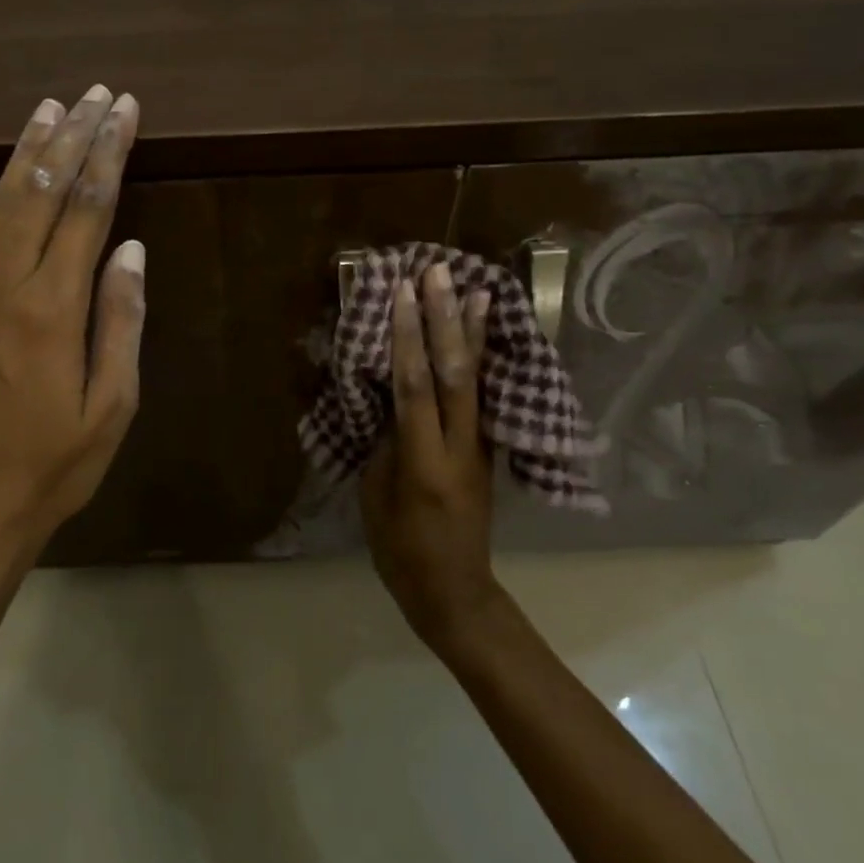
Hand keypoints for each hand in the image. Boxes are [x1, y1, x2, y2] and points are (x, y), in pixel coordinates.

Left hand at [0, 85, 145, 570]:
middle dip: (73, 137)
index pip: (89, 209)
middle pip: (44, 193)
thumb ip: (121, 322)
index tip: (124, 111)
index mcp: (55, 308)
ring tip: (46, 109)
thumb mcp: (112, 406)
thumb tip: (131, 250)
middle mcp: (6, 287)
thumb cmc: (55, 466)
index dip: (109, 154)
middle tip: (95, 93)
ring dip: (23, 154)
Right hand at [360, 263, 499, 643]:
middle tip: (440, 272)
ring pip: (476, 379)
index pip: (416, 387)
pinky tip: (481, 336)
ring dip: (473, 331)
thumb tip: (391, 398)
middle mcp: (460, 446)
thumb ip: (386, 442)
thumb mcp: (377, 497)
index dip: (408, 337)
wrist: (454, 591)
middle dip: (446, 319)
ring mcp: (480, 447)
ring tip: (477, 289)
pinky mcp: (486, 450)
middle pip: (454, 373)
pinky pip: (481, 396)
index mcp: (424, 462)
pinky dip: (480, 360)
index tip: (402, 293)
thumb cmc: (401, 550)